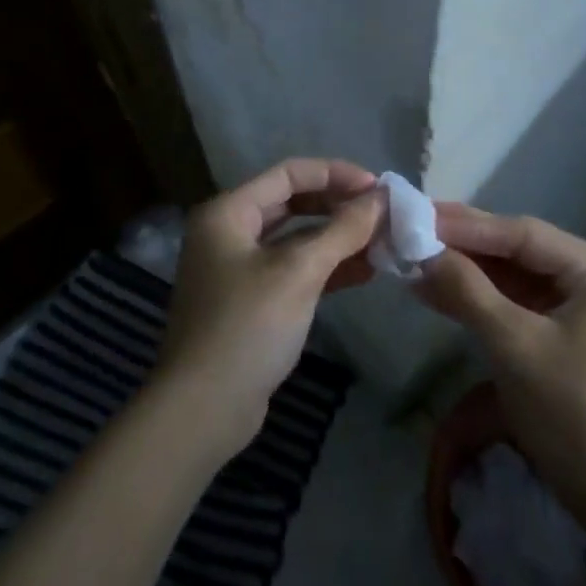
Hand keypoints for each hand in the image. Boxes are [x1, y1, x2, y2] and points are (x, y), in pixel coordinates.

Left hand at [154, 159, 380, 456]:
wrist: (203, 411)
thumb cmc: (247, 327)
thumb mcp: (299, 272)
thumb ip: (343, 230)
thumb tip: (382, 198)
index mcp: (228, 212)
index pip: (289, 173)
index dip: (335, 174)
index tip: (377, 187)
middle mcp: (229, 232)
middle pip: (292, 202)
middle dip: (338, 206)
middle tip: (381, 214)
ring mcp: (238, 269)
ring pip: (296, 239)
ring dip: (337, 238)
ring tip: (381, 242)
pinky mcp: (251, 302)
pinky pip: (293, 270)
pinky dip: (325, 267)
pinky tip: (363, 272)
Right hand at [415, 205, 585, 525]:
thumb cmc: (573, 414)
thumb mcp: (514, 346)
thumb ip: (468, 291)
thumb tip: (422, 251)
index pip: (524, 235)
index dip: (469, 225)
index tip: (420, 214)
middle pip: (517, 251)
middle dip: (463, 246)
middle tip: (412, 229)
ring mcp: (578, 304)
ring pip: (511, 276)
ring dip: (464, 272)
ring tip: (412, 255)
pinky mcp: (560, 331)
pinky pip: (513, 303)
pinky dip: (476, 299)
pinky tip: (433, 289)